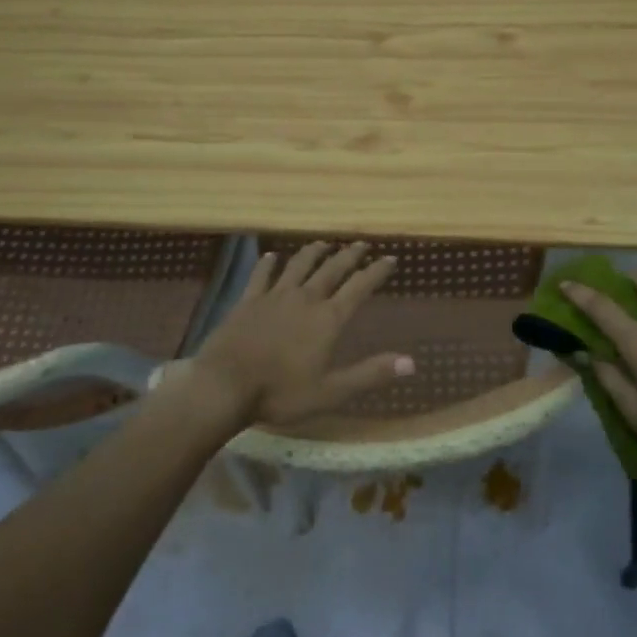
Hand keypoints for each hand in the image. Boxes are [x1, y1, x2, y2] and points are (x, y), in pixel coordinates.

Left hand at [187, 240, 413, 430]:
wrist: (225, 385)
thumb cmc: (280, 393)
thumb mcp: (331, 392)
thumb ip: (370, 374)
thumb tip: (412, 362)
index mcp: (328, 319)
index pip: (359, 287)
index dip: (376, 272)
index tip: (390, 258)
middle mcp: (305, 298)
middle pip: (332, 269)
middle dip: (349, 255)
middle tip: (361, 244)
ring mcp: (274, 296)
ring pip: (299, 265)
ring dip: (314, 252)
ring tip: (323, 243)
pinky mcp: (248, 300)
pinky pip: (262, 274)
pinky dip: (269, 263)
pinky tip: (272, 256)